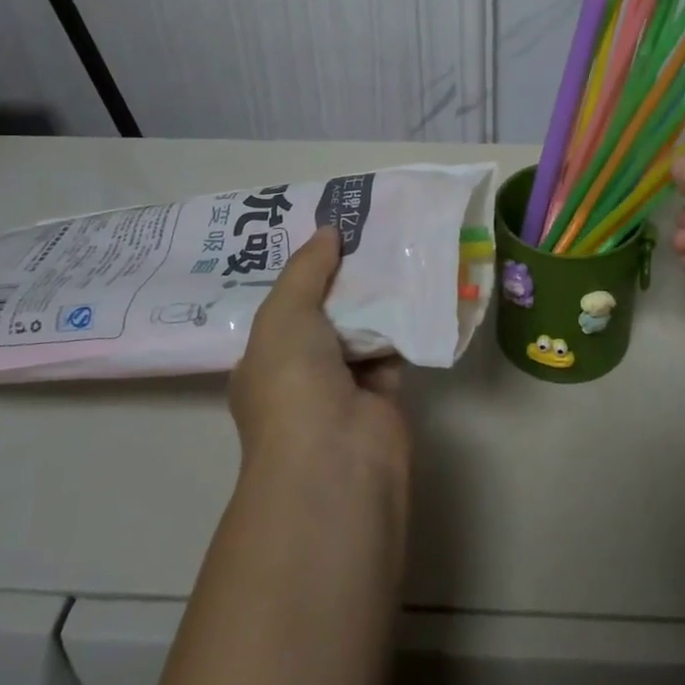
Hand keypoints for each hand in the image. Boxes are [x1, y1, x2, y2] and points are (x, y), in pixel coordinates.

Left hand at [230, 227, 409, 478]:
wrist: (336, 455)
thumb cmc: (292, 382)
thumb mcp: (284, 314)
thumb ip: (306, 269)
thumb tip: (328, 231)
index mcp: (265, 359)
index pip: (284, 306)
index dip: (305, 270)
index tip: (329, 232)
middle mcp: (302, 372)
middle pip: (326, 313)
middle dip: (345, 277)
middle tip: (369, 229)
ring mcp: (343, 385)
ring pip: (362, 327)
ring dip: (378, 295)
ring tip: (398, 242)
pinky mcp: (384, 393)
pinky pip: (394, 345)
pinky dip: (406, 320)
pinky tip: (419, 281)